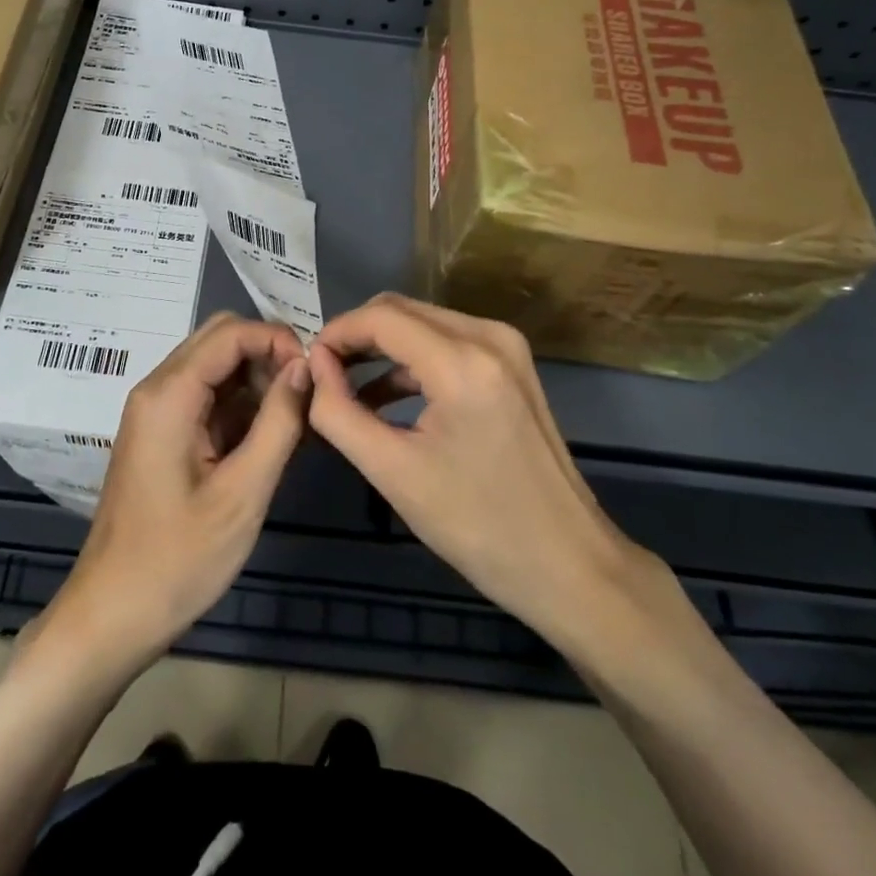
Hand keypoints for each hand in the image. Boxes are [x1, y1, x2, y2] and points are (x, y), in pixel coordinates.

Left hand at [39, 313, 308, 674]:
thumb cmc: (179, 559)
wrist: (113, 614)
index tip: (315, 375)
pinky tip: (271, 438)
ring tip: (296, 421)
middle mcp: (158, 389)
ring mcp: (156, 412)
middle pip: (220, 340)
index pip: (230, 333)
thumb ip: (279, 421)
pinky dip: (241, 406)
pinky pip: (206, 398)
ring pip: (215, 367)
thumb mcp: (243, 492)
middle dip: (268, 355)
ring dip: (257, 381)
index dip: (277, 340)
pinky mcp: (162, 434)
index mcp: (169, 394)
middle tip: (305, 396)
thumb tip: (305, 365)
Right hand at [308, 294, 658, 659]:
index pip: (380, 318)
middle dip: (356, 337)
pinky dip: (411, 361)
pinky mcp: (513, 364)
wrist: (568, 564)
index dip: (336, 334)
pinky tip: (387, 398)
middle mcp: (488, 337)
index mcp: (462, 361)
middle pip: (401, 311)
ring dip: (382, 348)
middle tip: (322, 376)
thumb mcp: (392, 472)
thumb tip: (313, 366)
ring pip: (423, 323)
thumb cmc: (477, 525)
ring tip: (346, 389)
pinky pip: (447, 342)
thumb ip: (339, 412)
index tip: (307, 365)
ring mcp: (506, 347)